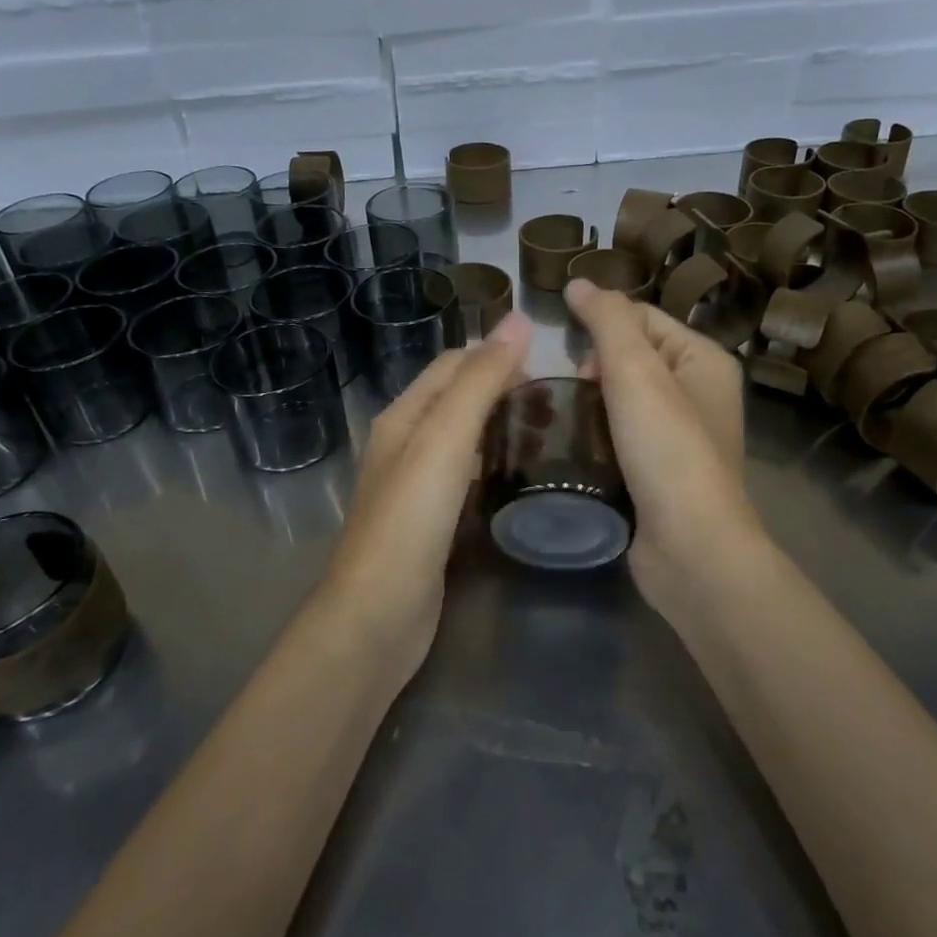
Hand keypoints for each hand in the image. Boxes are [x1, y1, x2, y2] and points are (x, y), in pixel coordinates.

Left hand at [323, 310, 531, 678]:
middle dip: (502, 389)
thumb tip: (518, 320)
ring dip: (501, 427)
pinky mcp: (431, 522)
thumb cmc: (410, 519)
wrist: (377, 616)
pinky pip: (467, 477)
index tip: (547, 363)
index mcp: (404, 416)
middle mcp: (406, 444)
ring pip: (464, 439)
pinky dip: (494, 466)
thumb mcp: (445, 439)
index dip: (495, 355)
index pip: (452, 364)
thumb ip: (480, 381)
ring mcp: (417, 486)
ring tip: (551, 434)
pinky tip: (521, 477)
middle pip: (458, 399)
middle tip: (558, 401)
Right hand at [565, 279, 758, 617]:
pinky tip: (575, 448)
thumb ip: (607, 320)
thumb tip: (579, 283)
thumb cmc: (667, 449)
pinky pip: (620, 436)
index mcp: (704, 360)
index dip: (602, 327)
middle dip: (595, 369)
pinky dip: (597, 436)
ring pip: (621, 400)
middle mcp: (699, 393)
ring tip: (565, 420)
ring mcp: (680, 437)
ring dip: (590, 405)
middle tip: (574, 395)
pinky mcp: (659, 472)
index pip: (642, 318)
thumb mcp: (636, 371)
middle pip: (631, 358)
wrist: (690, 548)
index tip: (570, 355)